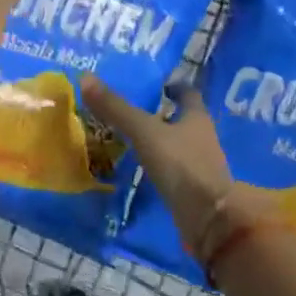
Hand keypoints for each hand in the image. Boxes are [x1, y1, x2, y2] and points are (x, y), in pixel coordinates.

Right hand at [80, 76, 235, 251]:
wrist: (208, 218)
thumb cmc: (181, 164)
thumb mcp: (144, 132)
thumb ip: (117, 109)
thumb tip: (86, 78)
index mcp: (197, 117)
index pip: (188, 94)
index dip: (174, 87)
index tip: (157, 85)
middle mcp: (202, 137)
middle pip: (183, 120)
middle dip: (162, 115)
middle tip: (133, 110)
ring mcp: (198, 165)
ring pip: (177, 145)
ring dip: (159, 141)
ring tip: (130, 139)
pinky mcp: (191, 189)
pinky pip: (172, 170)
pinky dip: (158, 166)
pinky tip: (139, 168)